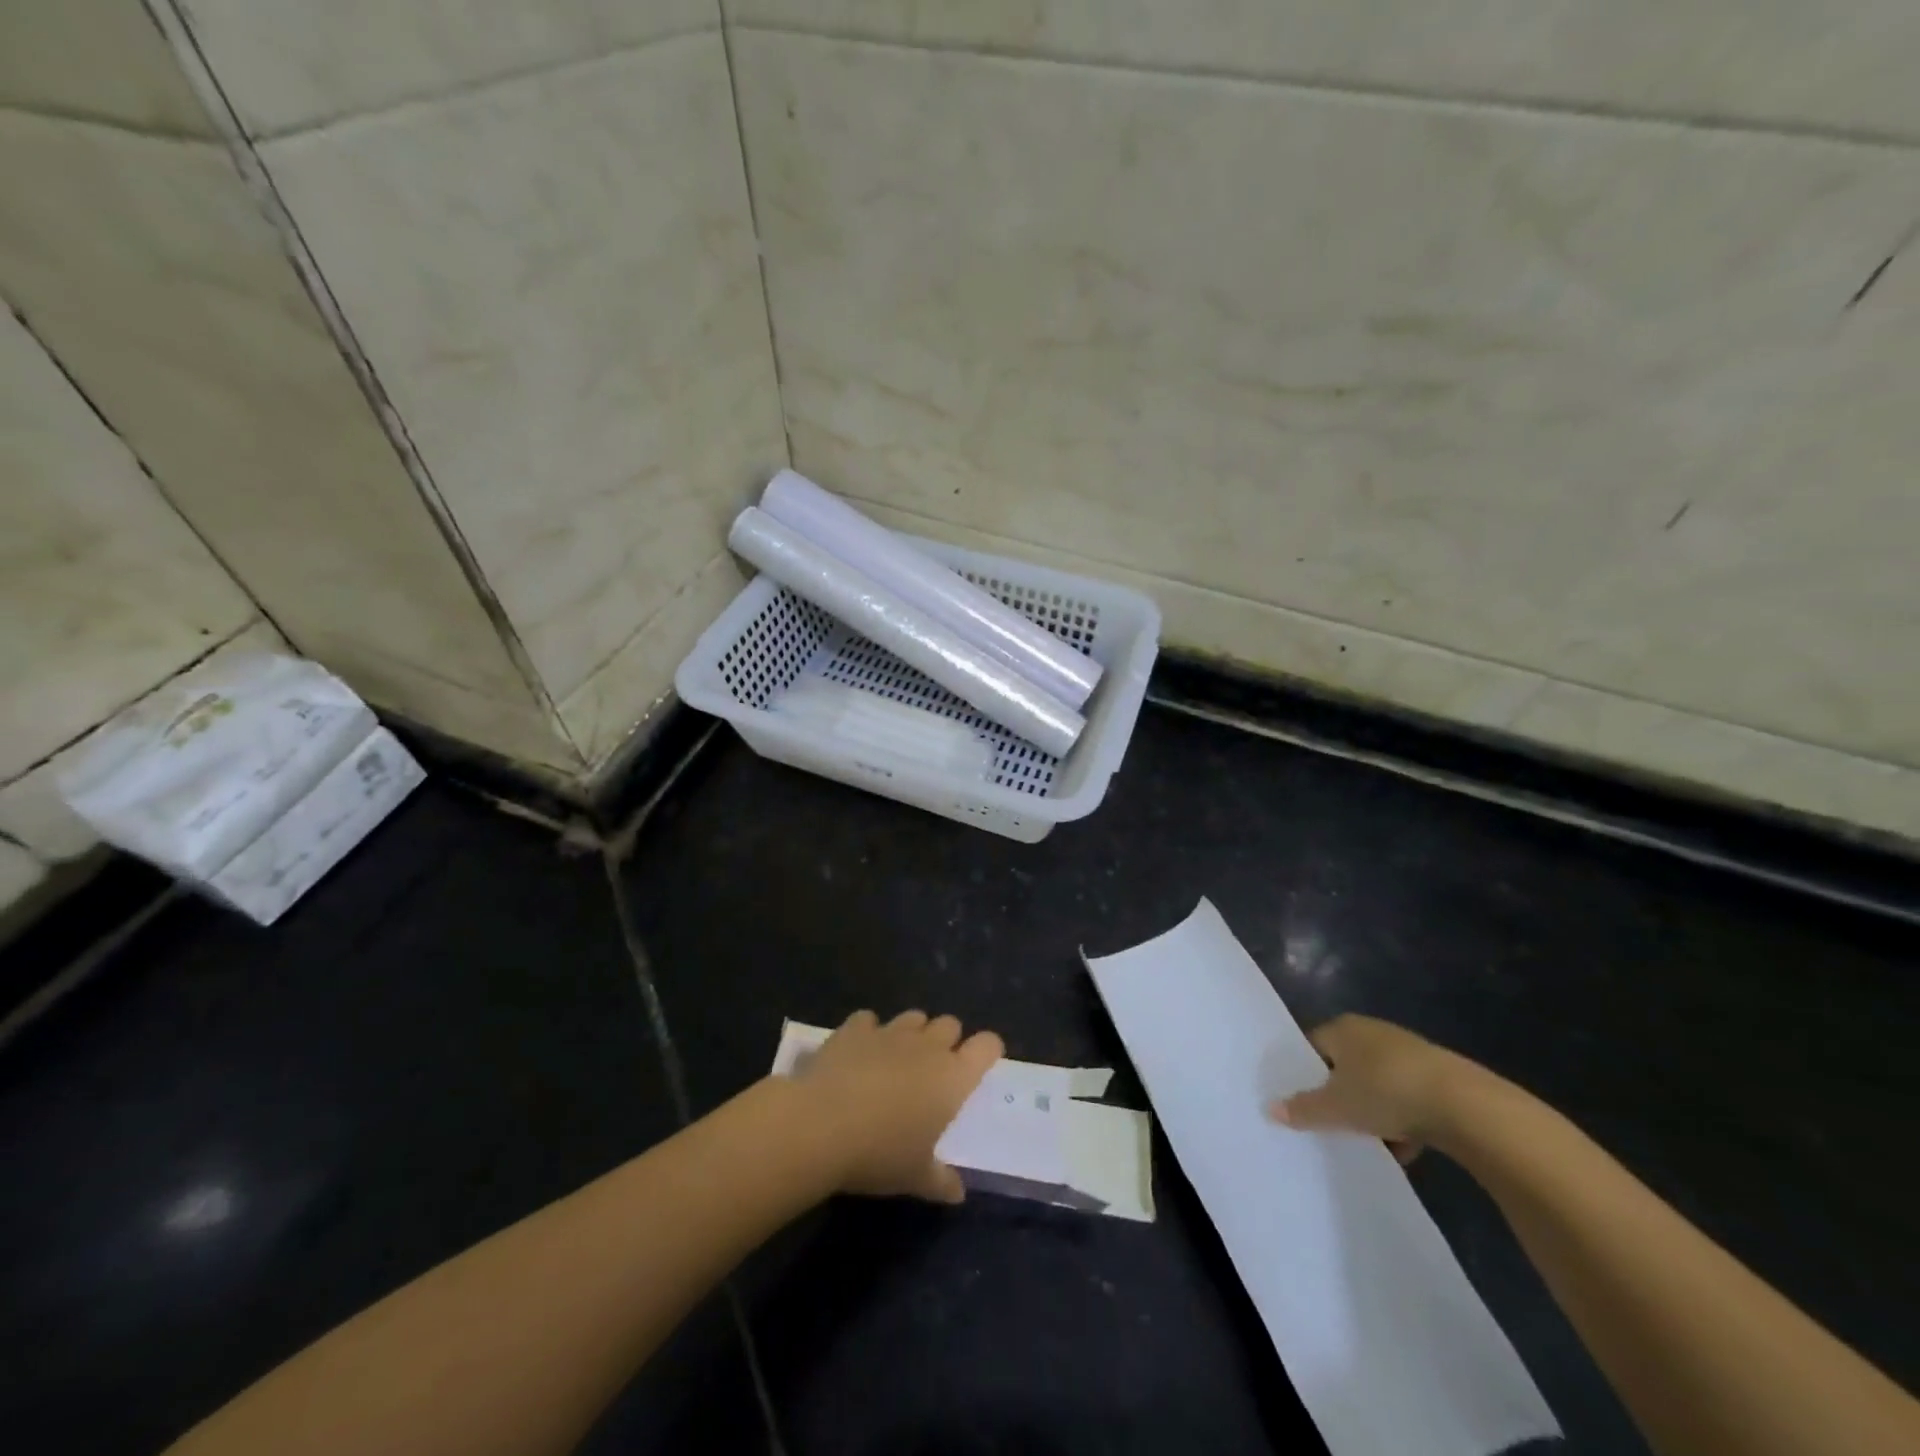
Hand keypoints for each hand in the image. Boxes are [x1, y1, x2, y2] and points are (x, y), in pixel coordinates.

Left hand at [793, 1009, 1003, 1203]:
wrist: (820, 1124)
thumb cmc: (879, 1154)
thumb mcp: (915, 1177)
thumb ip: (941, 1180)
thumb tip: (957, 1192)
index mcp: (952, 1077)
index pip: (987, 1046)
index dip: (987, 1050)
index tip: (980, 1065)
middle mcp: (927, 1046)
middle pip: (950, 1024)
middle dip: (947, 1040)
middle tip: (934, 1070)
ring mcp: (890, 1032)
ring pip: (914, 1016)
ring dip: (912, 1032)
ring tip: (898, 1059)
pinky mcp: (855, 1028)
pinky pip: (869, 1019)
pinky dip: (868, 1032)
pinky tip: (859, 1052)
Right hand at [1266, 1014, 1482, 1163]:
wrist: (1464, 1105)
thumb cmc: (1385, 1092)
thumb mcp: (1336, 1107)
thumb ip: (1302, 1109)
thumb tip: (1270, 1109)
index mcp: (1342, 1028)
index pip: (1312, 1046)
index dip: (1304, 1074)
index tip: (1300, 1102)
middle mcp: (1372, 1031)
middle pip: (1345, 1065)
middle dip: (1339, 1095)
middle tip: (1330, 1124)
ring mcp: (1408, 1052)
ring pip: (1377, 1084)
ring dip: (1372, 1112)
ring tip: (1368, 1142)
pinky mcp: (1438, 1076)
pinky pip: (1407, 1097)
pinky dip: (1402, 1120)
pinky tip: (1404, 1148)